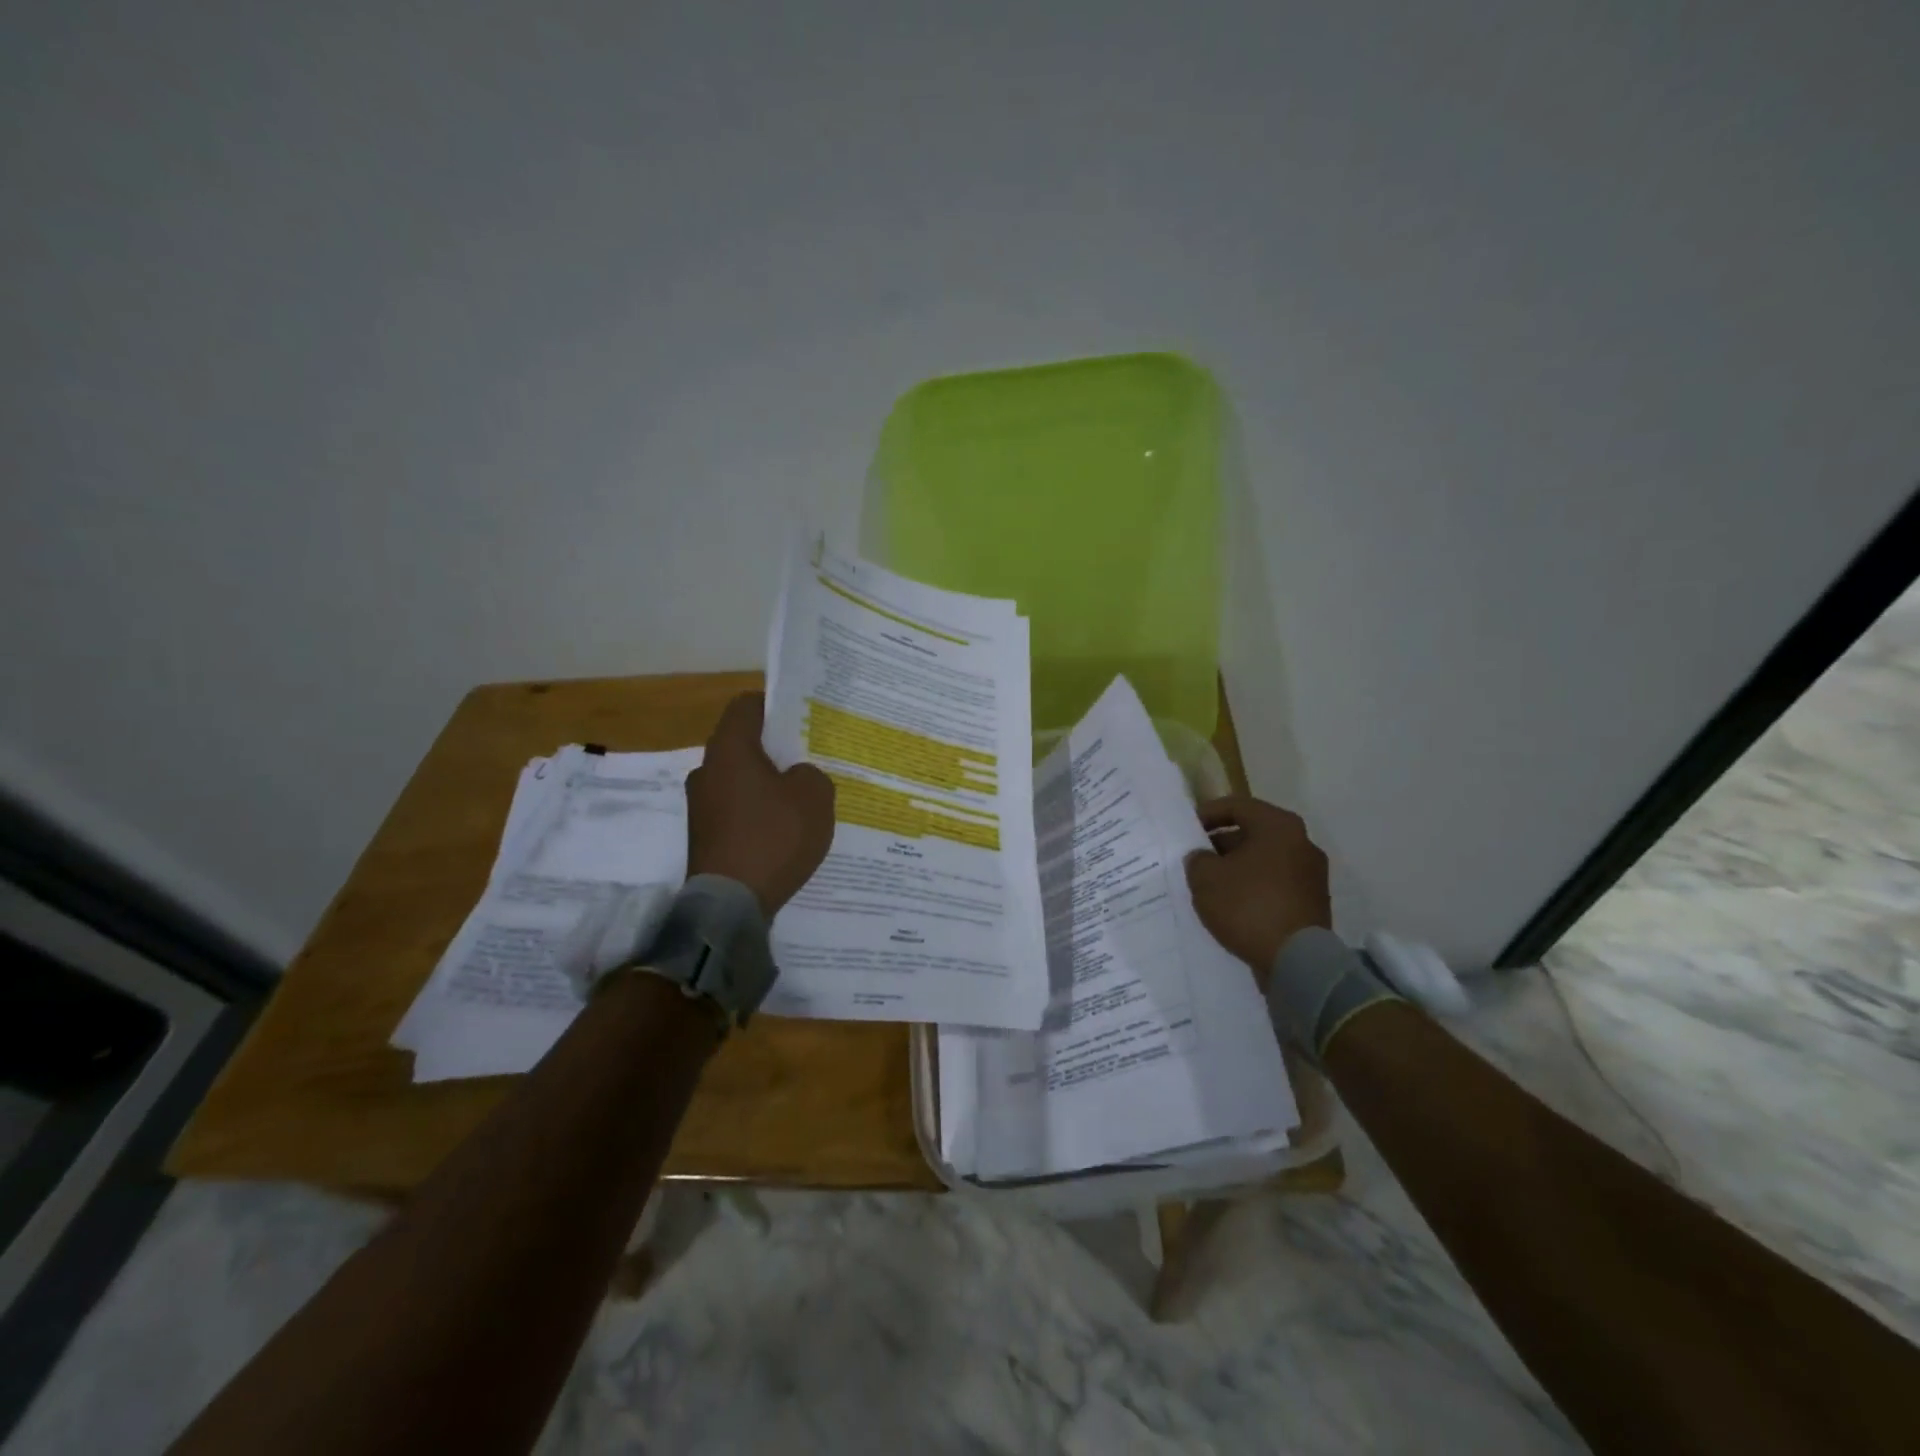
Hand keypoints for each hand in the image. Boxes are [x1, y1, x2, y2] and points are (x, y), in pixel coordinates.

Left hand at [685, 693, 835, 916]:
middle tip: (808, 758)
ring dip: (765, 783)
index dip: (774, 705)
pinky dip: (756, 811)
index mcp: (729, 749)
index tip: (801, 717)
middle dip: (774, 748)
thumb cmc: (774, 837)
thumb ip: (811, 773)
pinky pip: (735, 808)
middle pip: (742, 744)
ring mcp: (700, 805)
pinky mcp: (704, 835)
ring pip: (739, 778)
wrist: (731, 904)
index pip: (746, 706)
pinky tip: (782, 829)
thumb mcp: (815, 796)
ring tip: (799, 798)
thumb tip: (796, 777)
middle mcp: (707, 770)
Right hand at [1184, 796, 1330, 978]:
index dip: (1207, 814)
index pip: (1237, 806)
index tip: (1186, 829)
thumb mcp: (1205, 878)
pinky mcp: (1312, 902)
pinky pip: (1275, 885)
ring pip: (1264, 860)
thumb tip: (1204, 857)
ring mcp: (1312, 874)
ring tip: (1210, 885)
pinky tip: (1232, 905)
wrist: (1298, 962)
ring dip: (1237, 868)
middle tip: (1196, 859)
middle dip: (1221, 844)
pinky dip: (1253, 888)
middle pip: (1253, 833)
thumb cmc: (1248, 906)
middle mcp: (1302, 843)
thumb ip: (1198, 859)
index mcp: (1279, 826)